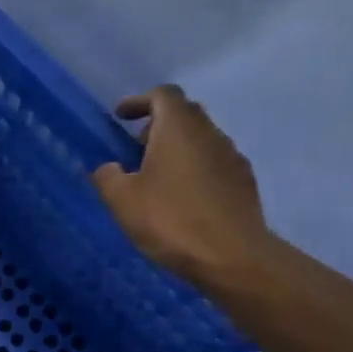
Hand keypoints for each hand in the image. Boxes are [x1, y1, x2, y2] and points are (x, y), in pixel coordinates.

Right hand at [90, 85, 276, 285]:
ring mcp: (232, 158)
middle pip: (185, 113)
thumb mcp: (122, 200)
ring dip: (177, 148)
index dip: (139, 101)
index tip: (121, 117)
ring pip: (201, 139)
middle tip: (135, 147)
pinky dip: (194, 168)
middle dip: (158, 124)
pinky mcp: (243, 183)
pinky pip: (214, 163)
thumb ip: (108, 177)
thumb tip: (109, 168)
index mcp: (179, 129)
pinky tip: (180, 197)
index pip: (163, 95)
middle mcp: (211, 134)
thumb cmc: (170, 219)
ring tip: (155, 176)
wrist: (232, 256)